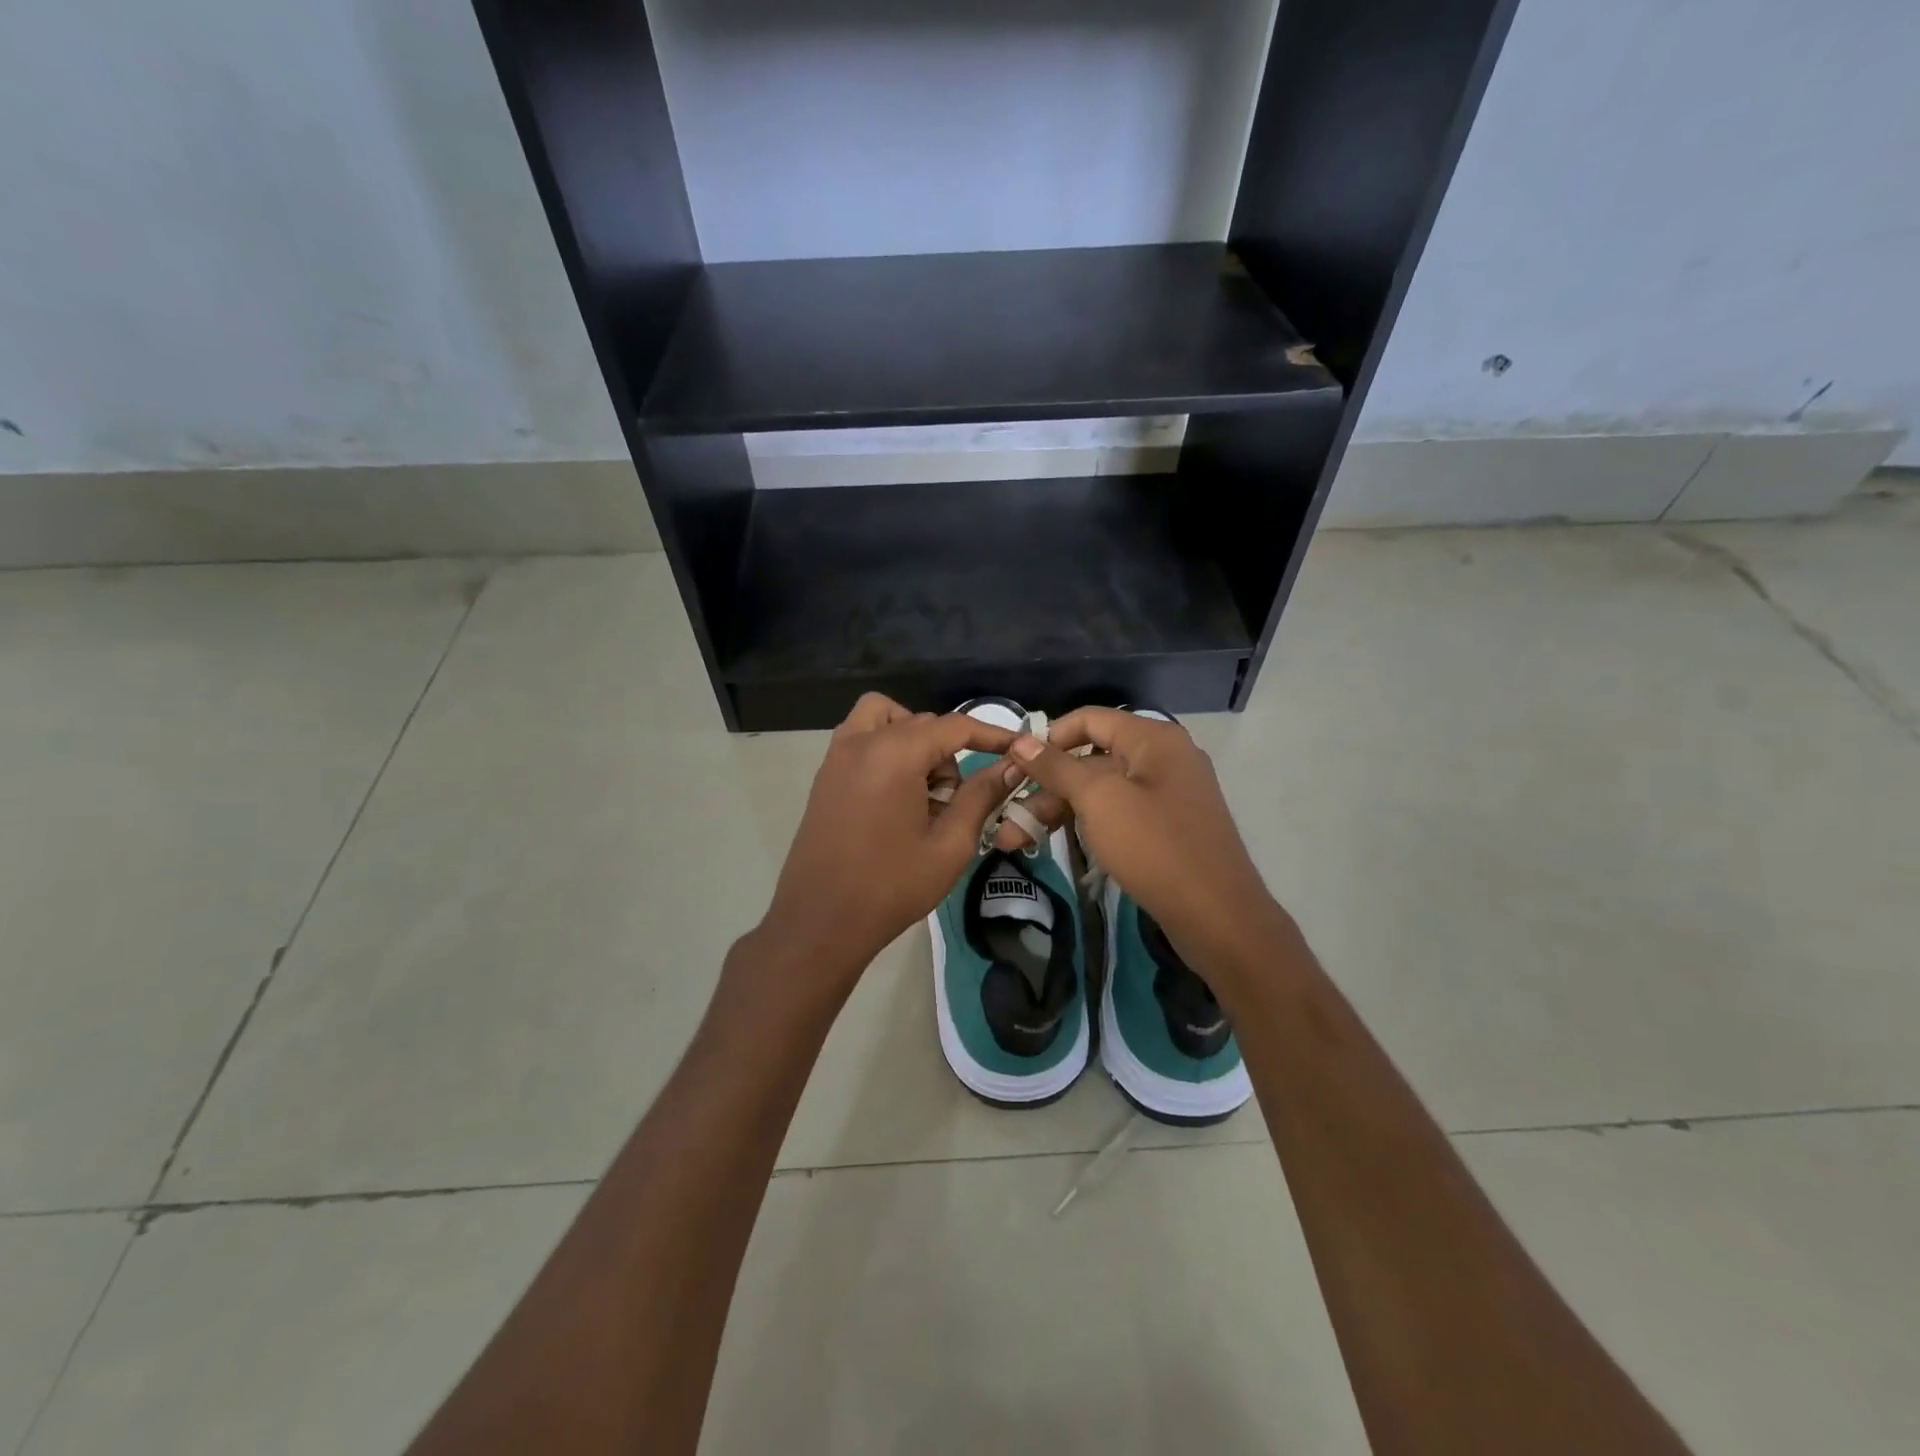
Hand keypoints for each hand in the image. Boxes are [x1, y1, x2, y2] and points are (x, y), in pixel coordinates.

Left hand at [756, 693, 1019, 990]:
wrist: (819, 922)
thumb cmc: (890, 887)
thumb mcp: (949, 845)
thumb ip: (981, 797)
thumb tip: (1011, 767)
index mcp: (895, 753)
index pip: (955, 726)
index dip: (992, 735)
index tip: (1017, 751)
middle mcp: (861, 741)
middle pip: (921, 723)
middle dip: (948, 753)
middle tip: (953, 804)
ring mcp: (836, 756)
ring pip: (886, 718)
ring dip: (914, 740)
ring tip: (923, 793)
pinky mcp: (824, 775)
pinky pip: (862, 738)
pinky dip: (886, 748)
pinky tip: (896, 797)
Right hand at [1001, 708, 1287, 978]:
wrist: (1217, 916)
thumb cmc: (1154, 846)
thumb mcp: (1099, 800)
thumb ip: (1057, 767)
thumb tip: (1021, 740)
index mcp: (1153, 739)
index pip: (1090, 719)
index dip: (1049, 738)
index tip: (1016, 765)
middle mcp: (1163, 758)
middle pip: (1091, 760)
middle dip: (1046, 788)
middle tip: (1006, 817)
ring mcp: (1167, 795)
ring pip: (1101, 792)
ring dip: (1058, 811)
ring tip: (1014, 840)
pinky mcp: (1167, 828)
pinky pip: (1118, 814)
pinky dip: (1086, 824)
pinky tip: (1053, 843)